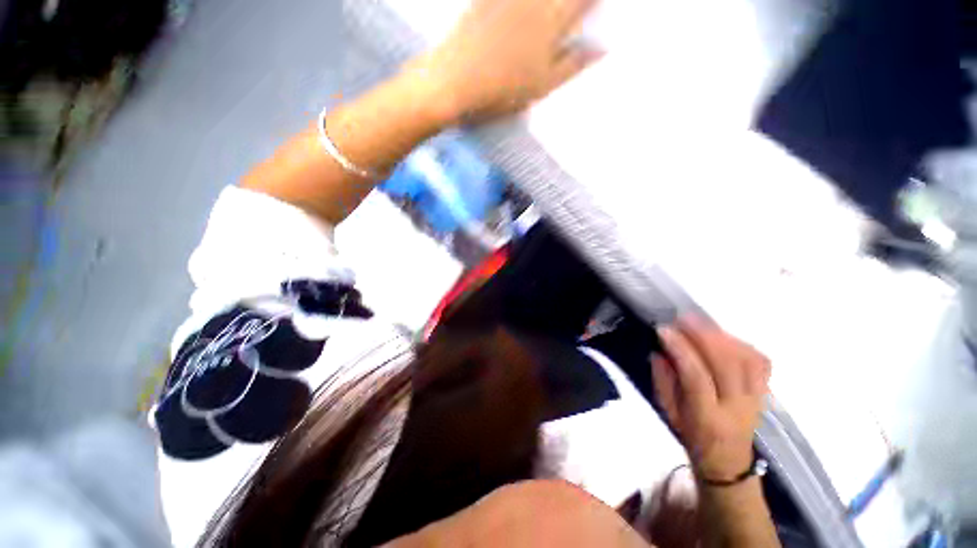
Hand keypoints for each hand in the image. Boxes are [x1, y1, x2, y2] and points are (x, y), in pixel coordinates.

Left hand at [414, 0, 602, 122]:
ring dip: (548, 5)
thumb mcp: (542, 85)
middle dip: (569, 5)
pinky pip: (506, 0)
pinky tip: (525, 11)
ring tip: (552, 14)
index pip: (582, 0)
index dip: (591, 3)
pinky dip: (522, 7)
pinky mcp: (485, 0)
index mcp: (551, 20)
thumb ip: (572, 65)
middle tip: (572, 13)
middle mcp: (533, 0)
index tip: (595, 9)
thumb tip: (601, 49)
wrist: (454, 81)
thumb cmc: (502, 90)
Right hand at [651, 318, 771, 481]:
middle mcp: (736, 408)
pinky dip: (742, 344)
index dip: (680, 350)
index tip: (664, 331)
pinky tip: (723, 336)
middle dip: (703, 336)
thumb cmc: (692, 437)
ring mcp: (755, 399)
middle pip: (728, 364)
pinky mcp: (764, 393)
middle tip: (683, 319)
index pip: (697, 377)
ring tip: (700, 324)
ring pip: (747, 360)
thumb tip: (661, 351)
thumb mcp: (668, 413)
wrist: (728, 463)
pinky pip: (760, 362)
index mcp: (707, 418)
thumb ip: (663, 380)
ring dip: (723, 336)